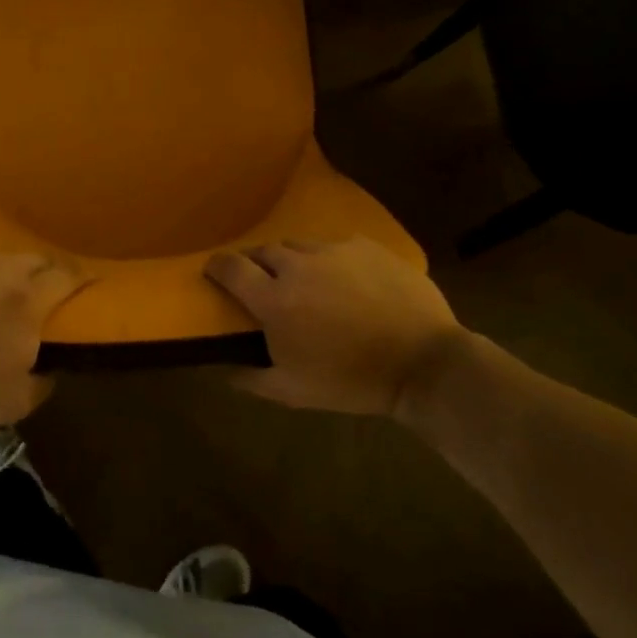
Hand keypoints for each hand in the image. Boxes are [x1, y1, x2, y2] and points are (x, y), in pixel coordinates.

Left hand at [0, 252, 89, 425]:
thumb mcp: (12, 403)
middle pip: (35, 259)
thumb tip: (48, 373)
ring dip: (9, 271)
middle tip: (48, 287)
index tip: (91, 281)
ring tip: (3, 289)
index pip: (67, 277)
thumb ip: (40, 386)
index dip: (82, 277)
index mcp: (29, 300)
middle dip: (48, 270)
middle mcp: (2, 271)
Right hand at [204, 237, 474, 418]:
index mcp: (274, 299)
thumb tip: (223, 370)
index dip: (216, 266)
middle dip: (256, 264)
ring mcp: (334, 250)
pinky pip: (336, 246)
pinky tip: (344, 280)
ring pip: (299, 246)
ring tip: (306, 281)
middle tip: (263, 283)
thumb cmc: (352, 381)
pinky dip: (329, 260)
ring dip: (292, 261)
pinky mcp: (366, 246)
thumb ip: (251, 378)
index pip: (230, 268)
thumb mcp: (293, 391)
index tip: (213, 271)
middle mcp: (298, 265)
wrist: (423, 363)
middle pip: (263, 251)